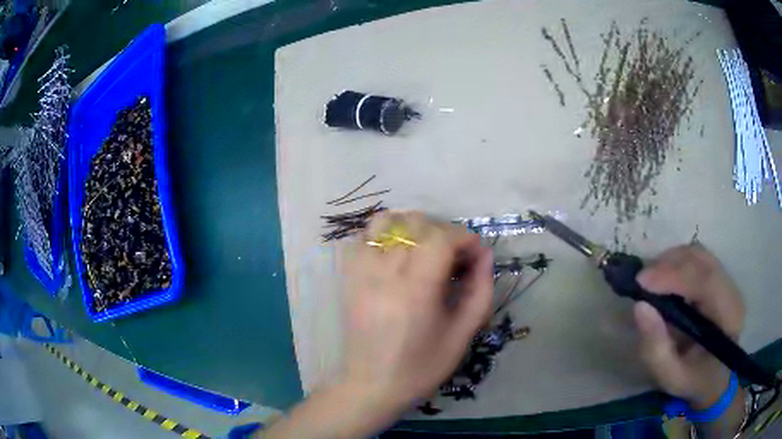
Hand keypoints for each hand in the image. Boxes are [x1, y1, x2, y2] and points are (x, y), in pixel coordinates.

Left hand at [341, 211, 493, 417]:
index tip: (475, 255)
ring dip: (411, 226)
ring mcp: (360, 272)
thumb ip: (480, 291)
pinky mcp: (347, 277)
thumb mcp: (462, 335)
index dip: (464, 238)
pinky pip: (363, 237)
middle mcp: (384, 273)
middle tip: (454, 256)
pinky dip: (384, 234)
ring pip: (385, 222)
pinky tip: (397, 254)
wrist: (371, 386)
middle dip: (443, 231)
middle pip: (415, 224)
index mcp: (415, 290)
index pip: (441, 238)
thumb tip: (485, 255)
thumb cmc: (421, 368)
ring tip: (425, 248)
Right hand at [634, 244, 744, 408]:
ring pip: (698, 254)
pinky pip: (697, 258)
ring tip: (650, 281)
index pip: (706, 281)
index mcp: (728, 316)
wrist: (713, 378)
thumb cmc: (693, 381)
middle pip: (701, 260)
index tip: (642, 281)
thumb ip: (656, 349)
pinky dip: (676, 263)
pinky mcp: (718, 277)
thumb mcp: (671, 377)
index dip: (674, 275)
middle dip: (669, 264)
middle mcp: (731, 290)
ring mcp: (726, 280)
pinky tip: (664, 279)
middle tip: (641, 281)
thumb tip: (640, 307)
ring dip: (671, 261)